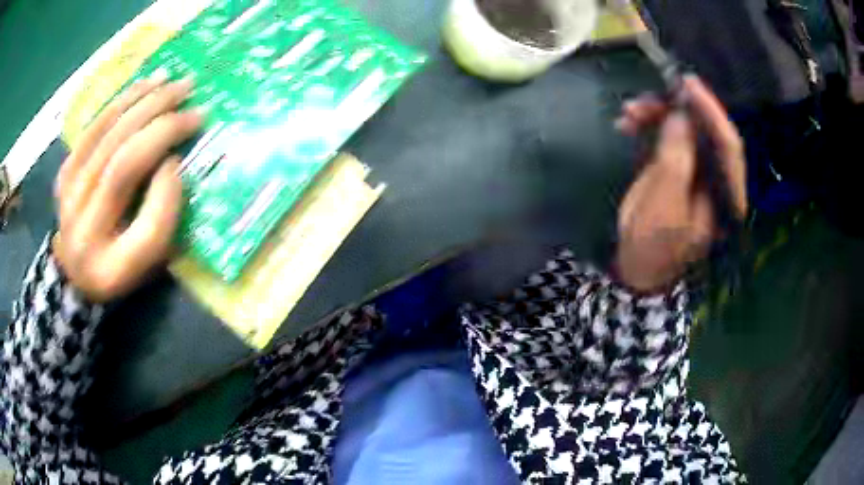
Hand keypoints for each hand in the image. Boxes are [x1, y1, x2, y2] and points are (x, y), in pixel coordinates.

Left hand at [53, 73, 202, 301]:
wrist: (75, 270)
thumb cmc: (118, 268)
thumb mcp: (148, 261)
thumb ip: (160, 219)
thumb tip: (170, 161)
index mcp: (109, 263)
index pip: (146, 225)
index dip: (168, 186)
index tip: (185, 159)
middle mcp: (82, 227)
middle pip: (121, 161)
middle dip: (160, 121)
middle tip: (190, 96)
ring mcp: (68, 195)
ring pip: (107, 135)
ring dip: (143, 101)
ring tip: (172, 80)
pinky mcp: (64, 172)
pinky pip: (94, 128)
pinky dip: (121, 101)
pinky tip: (143, 84)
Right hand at [614, 75, 746, 292]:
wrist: (636, 262)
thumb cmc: (654, 245)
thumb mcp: (665, 206)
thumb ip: (676, 161)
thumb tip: (680, 115)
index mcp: (727, 195)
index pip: (729, 147)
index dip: (711, 112)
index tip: (688, 84)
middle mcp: (717, 176)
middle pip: (705, 130)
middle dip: (677, 109)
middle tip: (647, 98)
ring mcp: (696, 168)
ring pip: (684, 127)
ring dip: (656, 114)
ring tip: (629, 112)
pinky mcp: (677, 164)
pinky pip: (666, 133)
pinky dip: (647, 124)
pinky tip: (627, 122)